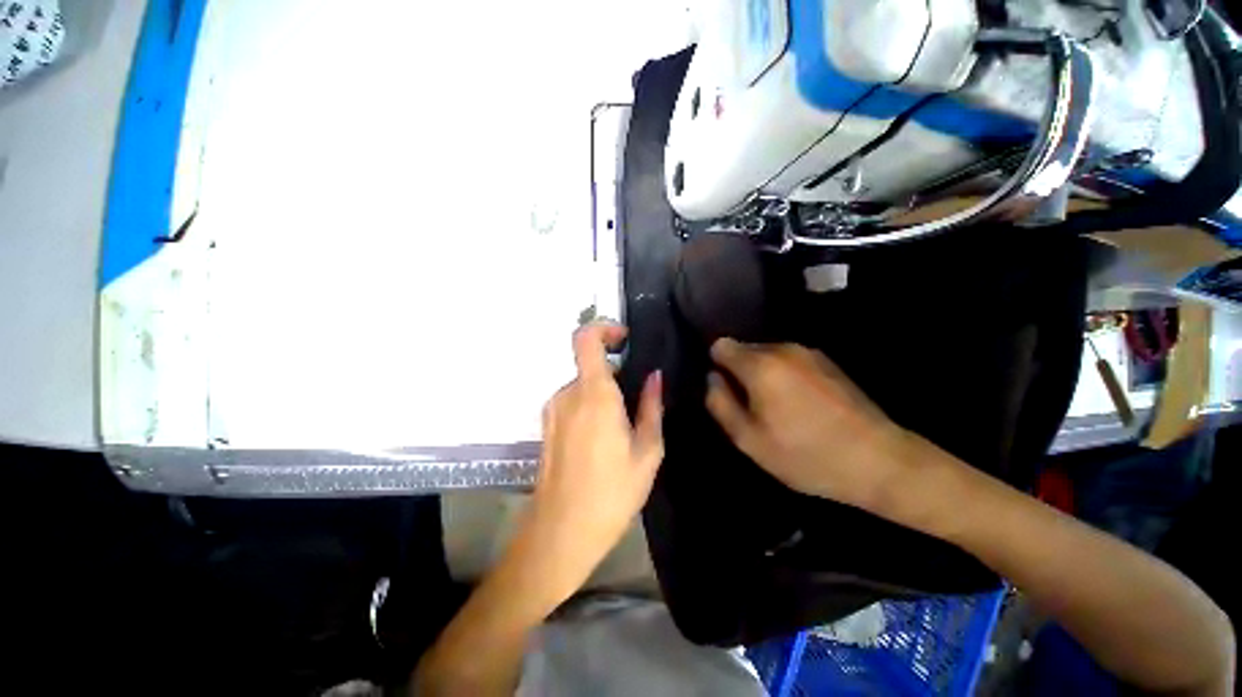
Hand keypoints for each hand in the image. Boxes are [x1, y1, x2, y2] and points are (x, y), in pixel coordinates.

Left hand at [522, 322, 663, 600]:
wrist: (561, 532)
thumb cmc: (612, 492)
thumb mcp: (647, 450)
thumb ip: (651, 406)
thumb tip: (655, 376)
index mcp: (594, 393)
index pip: (585, 338)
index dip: (604, 328)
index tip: (625, 339)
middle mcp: (567, 393)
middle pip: (590, 366)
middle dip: (615, 376)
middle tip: (636, 404)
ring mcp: (553, 409)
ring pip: (583, 386)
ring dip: (603, 395)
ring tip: (621, 430)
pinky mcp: (547, 424)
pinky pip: (572, 401)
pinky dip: (590, 407)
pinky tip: (602, 441)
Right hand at [705, 338, 915, 512]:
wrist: (880, 460)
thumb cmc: (806, 455)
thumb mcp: (748, 439)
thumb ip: (720, 403)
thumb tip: (713, 379)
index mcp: (760, 365)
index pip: (720, 345)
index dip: (716, 366)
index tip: (726, 391)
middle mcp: (782, 349)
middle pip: (744, 349)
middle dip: (740, 372)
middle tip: (752, 408)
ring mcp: (808, 352)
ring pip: (767, 355)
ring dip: (763, 375)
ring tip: (778, 410)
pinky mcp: (828, 362)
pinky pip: (789, 361)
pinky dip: (784, 376)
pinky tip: (801, 406)